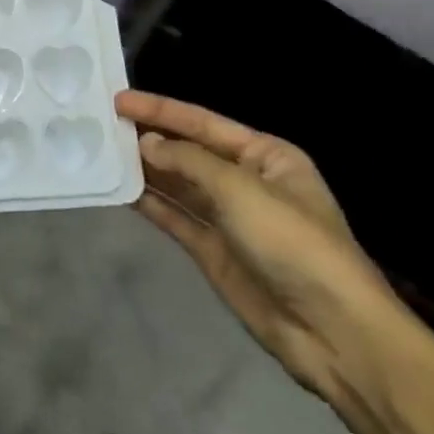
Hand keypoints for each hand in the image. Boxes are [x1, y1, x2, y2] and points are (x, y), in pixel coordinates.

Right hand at [119, 89, 406, 403]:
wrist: (332, 332)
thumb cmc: (293, 243)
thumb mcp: (241, 190)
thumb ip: (188, 161)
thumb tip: (145, 143)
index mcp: (266, 156)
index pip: (202, 123)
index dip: (160, 109)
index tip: (117, 100)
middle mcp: (246, 181)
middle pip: (188, 151)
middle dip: (149, 137)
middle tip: (100, 124)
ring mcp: (228, 218)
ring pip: (177, 184)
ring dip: (144, 169)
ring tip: (100, 152)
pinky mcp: (213, 250)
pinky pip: (175, 217)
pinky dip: (149, 203)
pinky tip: (119, 190)